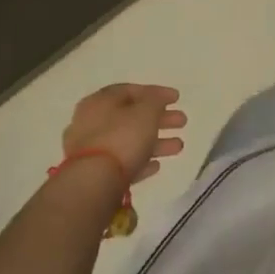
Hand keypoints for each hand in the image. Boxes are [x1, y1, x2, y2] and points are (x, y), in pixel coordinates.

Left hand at [62, 84, 187, 184]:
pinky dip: (140, 161)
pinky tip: (157, 166)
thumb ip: (155, 100)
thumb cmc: (121, 137)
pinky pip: (123, 163)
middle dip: (159, 119)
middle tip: (182, 121)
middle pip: (131, 117)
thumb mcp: (146, 111)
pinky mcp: (95, 175)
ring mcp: (91, 151)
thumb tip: (158, 98)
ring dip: (155, 142)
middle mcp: (91, 123)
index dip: (156, 92)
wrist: (94, 183)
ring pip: (129, 141)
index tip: (177, 98)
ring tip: (179, 146)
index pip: (130, 90)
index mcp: (99, 102)